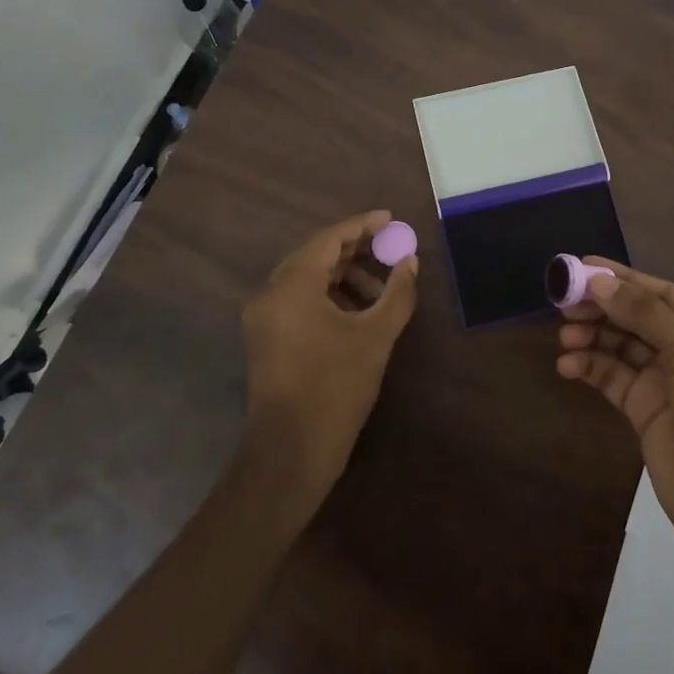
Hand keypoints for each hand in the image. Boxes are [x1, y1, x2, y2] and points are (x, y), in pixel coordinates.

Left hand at [240, 211, 419, 510]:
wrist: (290, 454)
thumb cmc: (335, 389)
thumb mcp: (375, 338)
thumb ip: (397, 293)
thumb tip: (410, 262)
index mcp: (292, 286)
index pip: (329, 239)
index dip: (362, 225)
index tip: (391, 219)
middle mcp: (270, 293)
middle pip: (315, 254)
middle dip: (355, 249)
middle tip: (390, 247)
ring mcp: (263, 316)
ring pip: (306, 277)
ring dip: (343, 274)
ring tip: (380, 287)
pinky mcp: (265, 337)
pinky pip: (298, 299)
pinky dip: (327, 295)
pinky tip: (357, 310)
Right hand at [557, 260, 673, 573]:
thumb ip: (646, 315)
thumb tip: (600, 280)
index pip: (664, 294)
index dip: (624, 279)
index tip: (582, 266)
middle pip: (639, 318)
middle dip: (603, 308)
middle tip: (564, 302)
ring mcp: (669, 383)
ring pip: (623, 347)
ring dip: (593, 337)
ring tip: (564, 336)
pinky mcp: (647, 411)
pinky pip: (614, 378)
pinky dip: (590, 367)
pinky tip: (568, 365)